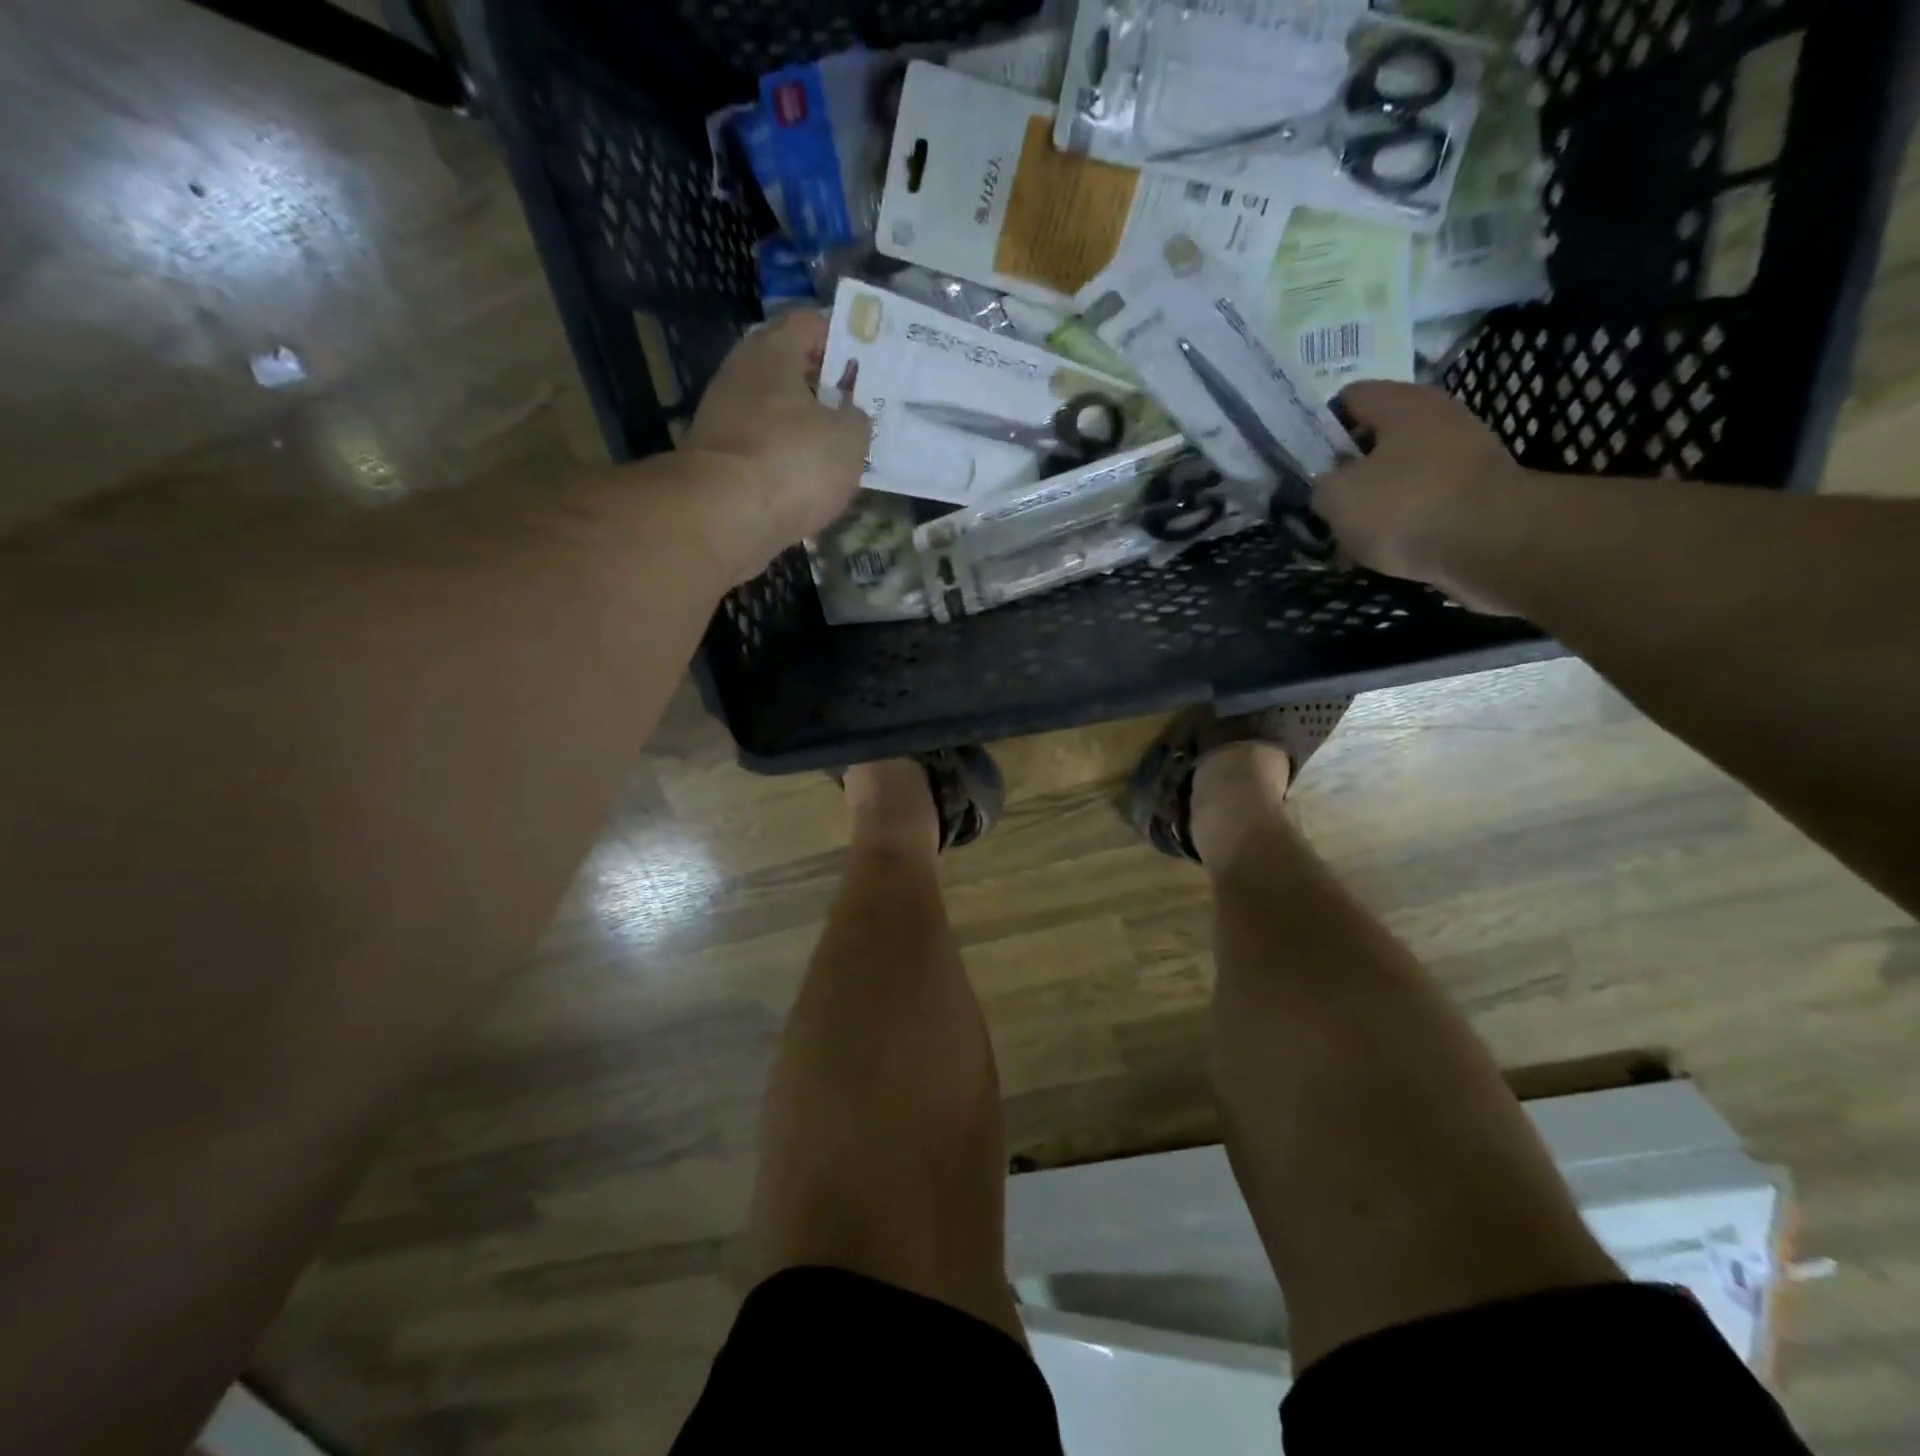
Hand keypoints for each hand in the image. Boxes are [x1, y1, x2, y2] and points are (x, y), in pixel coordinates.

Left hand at [683, 312, 869, 576]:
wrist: (725, 515)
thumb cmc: (793, 461)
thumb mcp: (849, 438)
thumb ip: (856, 417)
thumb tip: (849, 415)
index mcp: (773, 351)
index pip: (809, 324)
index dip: (841, 338)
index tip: (865, 363)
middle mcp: (741, 373)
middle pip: (787, 366)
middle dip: (821, 384)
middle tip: (855, 407)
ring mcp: (722, 415)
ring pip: (772, 408)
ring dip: (801, 424)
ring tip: (835, 448)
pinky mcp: (717, 456)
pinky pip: (760, 444)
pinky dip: (782, 455)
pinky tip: (805, 477)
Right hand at [1314, 382, 1532, 609]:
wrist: (1494, 545)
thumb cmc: (1405, 507)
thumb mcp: (1336, 497)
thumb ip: (1320, 485)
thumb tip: (1327, 487)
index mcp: (1403, 403)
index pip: (1349, 397)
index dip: (1321, 428)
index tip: (1307, 465)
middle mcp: (1439, 417)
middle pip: (1377, 437)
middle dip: (1348, 471)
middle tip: (1326, 504)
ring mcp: (1465, 454)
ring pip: (1400, 472)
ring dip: (1374, 501)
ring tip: (1351, 537)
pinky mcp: (1479, 492)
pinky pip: (1425, 500)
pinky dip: (1403, 521)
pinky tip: (1385, 550)